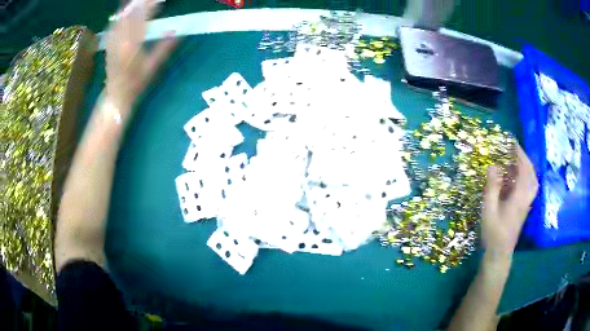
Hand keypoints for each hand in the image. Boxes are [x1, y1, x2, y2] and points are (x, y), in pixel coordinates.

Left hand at [105, 0, 176, 118]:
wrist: (115, 95)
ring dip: (130, 7)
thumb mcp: (153, 67)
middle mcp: (120, 40)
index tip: (159, 0)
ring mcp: (113, 41)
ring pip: (121, 18)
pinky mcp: (109, 43)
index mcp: (132, 45)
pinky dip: (120, 16)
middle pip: (130, 15)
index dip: (150, 6)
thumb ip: (164, 48)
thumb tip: (177, 31)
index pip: (142, 18)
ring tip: (138, 1)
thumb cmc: (135, 84)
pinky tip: (124, 12)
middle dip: (140, 4)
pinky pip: (113, 25)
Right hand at [481, 145, 538, 256]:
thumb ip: (491, 187)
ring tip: (517, 161)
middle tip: (514, 150)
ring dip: (527, 167)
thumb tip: (493, 165)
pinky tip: (518, 178)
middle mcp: (527, 197)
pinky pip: (530, 187)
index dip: (519, 153)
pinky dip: (526, 177)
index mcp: (519, 195)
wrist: (499, 253)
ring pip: (533, 180)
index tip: (512, 142)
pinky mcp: (525, 208)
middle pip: (531, 172)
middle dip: (524, 158)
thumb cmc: (493, 232)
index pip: (523, 168)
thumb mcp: (488, 209)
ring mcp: (527, 203)